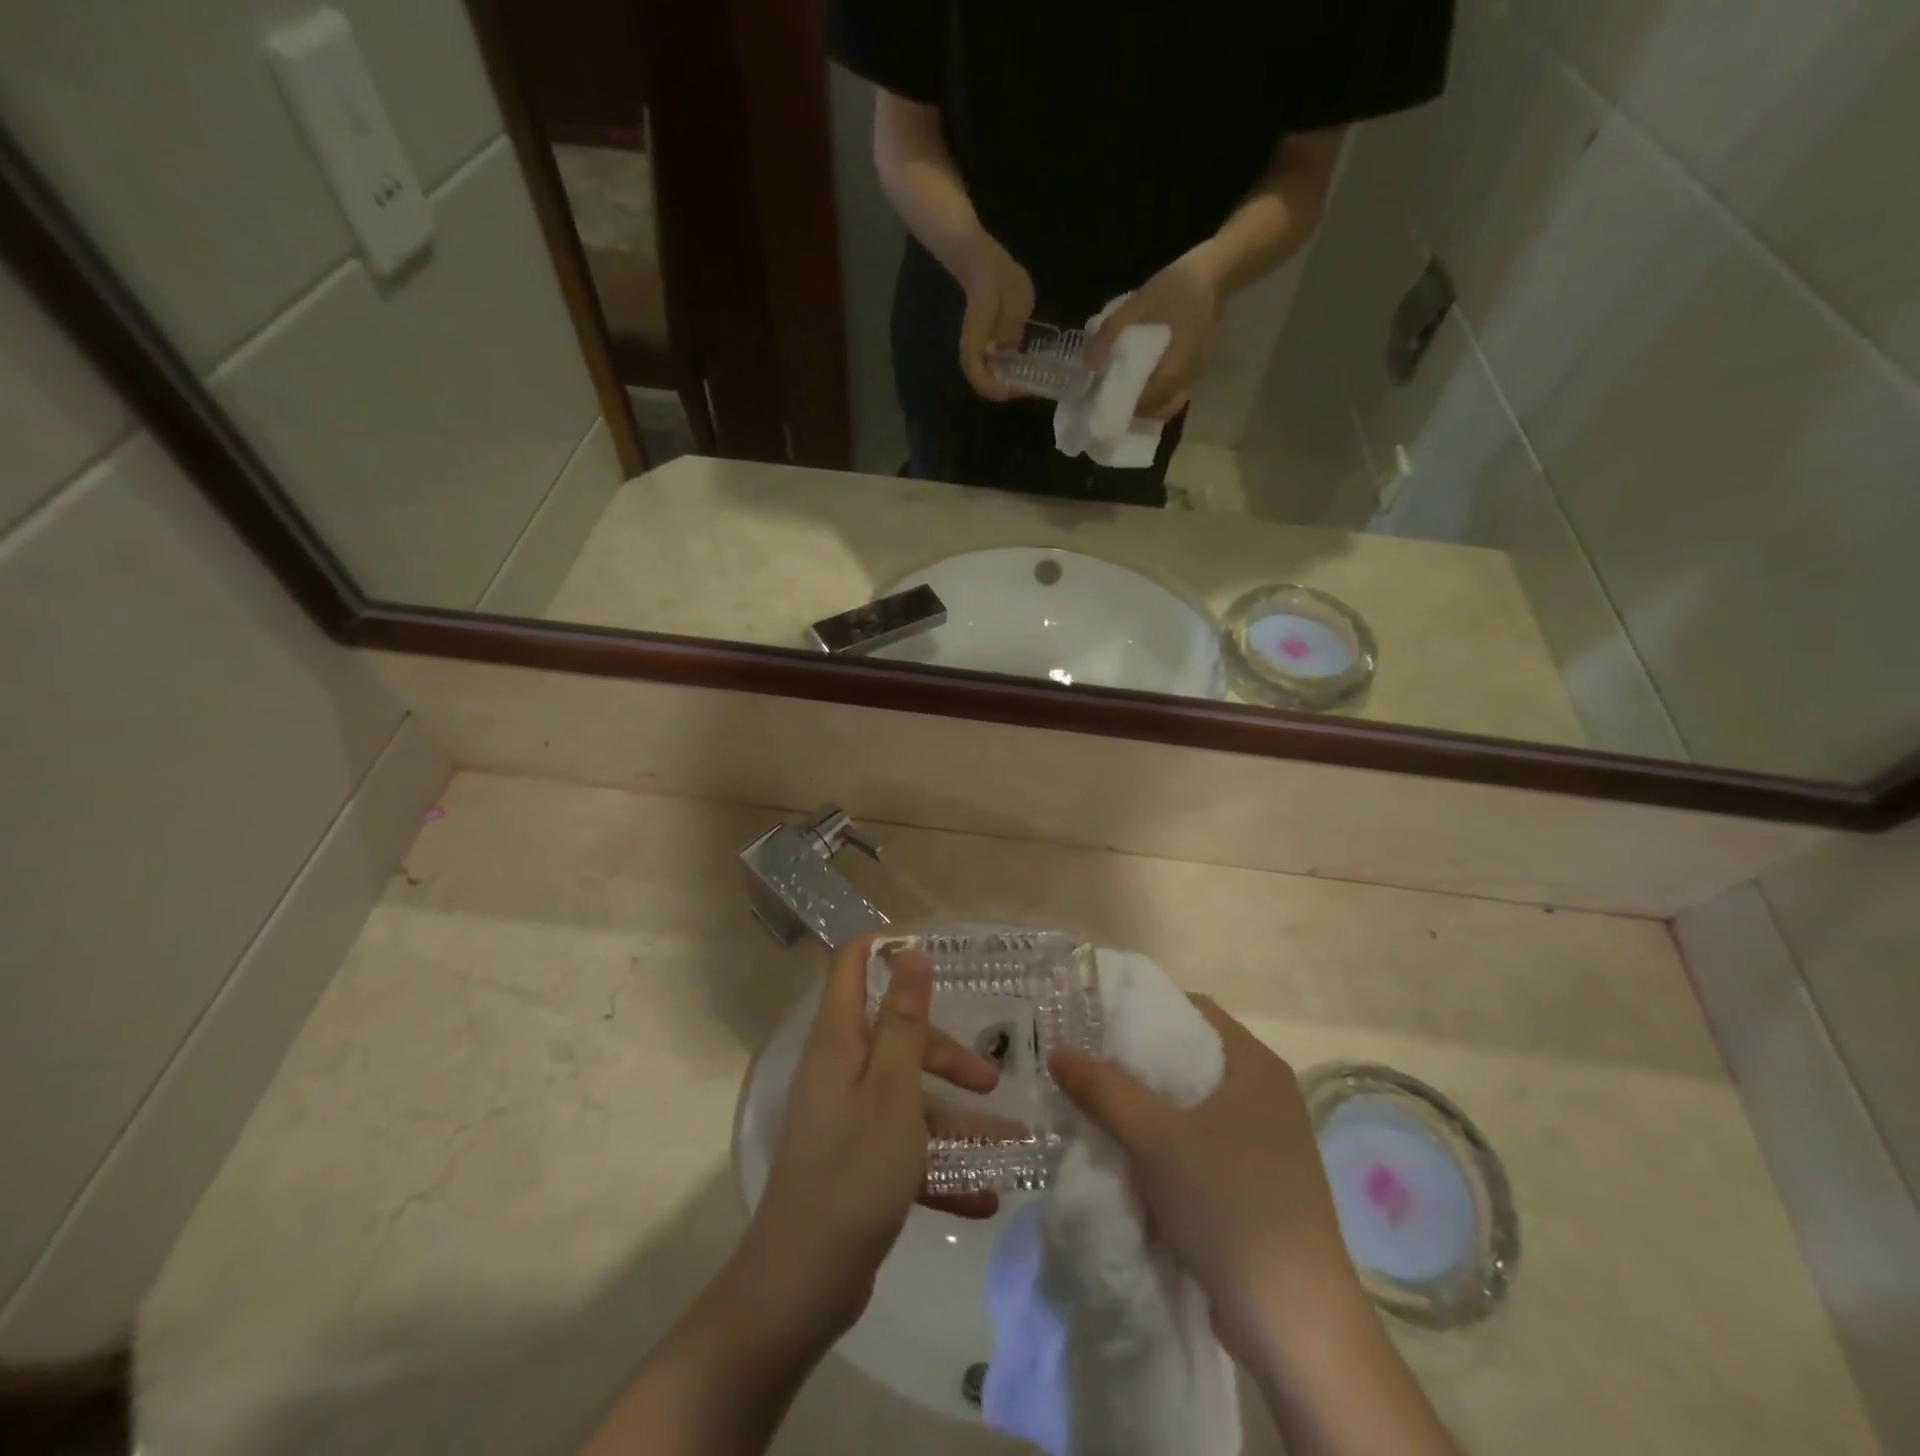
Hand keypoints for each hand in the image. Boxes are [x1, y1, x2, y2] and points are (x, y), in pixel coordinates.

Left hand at [736, 935, 1001, 1346]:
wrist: (802, 1286)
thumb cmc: (853, 1172)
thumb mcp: (891, 1091)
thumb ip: (904, 1022)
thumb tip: (909, 953)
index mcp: (839, 1043)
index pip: (851, 967)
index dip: (886, 947)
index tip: (936, 950)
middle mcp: (840, 1072)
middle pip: (896, 1037)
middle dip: (945, 1053)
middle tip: (991, 1079)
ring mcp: (847, 1120)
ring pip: (909, 1098)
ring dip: (958, 1119)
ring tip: (1013, 1144)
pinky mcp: (857, 1163)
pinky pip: (906, 1149)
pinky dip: (942, 1166)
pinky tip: (984, 1195)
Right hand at [955, 233, 1035, 400]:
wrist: (985, 264)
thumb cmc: (999, 280)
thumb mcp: (1013, 300)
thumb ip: (1011, 325)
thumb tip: (1009, 349)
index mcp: (976, 338)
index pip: (975, 372)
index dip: (991, 387)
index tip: (1010, 391)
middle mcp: (974, 348)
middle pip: (981, 380)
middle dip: (1002, 389)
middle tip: (1025, 388)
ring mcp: (980, 347)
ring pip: (987, 375)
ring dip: (1005, 382)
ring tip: (1027, 381)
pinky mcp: (988, 344)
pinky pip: (994, 366)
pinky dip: (1007, 372)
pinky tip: (1024, 368)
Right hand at [1049, 998, 1360, 1365]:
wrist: (1295, 1325)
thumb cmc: (1229, 1205)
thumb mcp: (1154, 1138)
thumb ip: (1103, 1089)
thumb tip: (1058, 1052)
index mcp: (1257, 1066)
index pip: (1193, 1009)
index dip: (1143, 1008)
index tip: (1096, 1019)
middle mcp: (1268, 1095)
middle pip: (1190, 1056)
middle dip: (1137, 1061)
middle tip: (1086, 1063)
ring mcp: (1268, 1142)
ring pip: (1194, 1104)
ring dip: (1148, 1105)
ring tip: (1097, 1105)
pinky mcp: (1260, 1183)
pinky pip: (1203, 1142)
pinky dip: (1167, 1141)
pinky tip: (1130, 1153)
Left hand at [1086, 249, 1220, 420]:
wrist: (1210, 272)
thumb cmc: (1174, 289)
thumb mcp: (1136, 305)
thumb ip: (1110, 333)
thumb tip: (1090, 365)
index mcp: (1174, 370)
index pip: (1147, 403)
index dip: (1125, 407)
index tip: (1104, 402)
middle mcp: (1186, 380)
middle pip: (1158, 410)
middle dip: (1134, 410)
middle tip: (1111, 399)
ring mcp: (1193, 376)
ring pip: (1167, 404)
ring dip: (1146, 404)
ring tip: (1124, 392)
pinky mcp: (1194, 369)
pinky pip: (1174, 393)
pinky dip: (1157, 395)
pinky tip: (1141, 381)